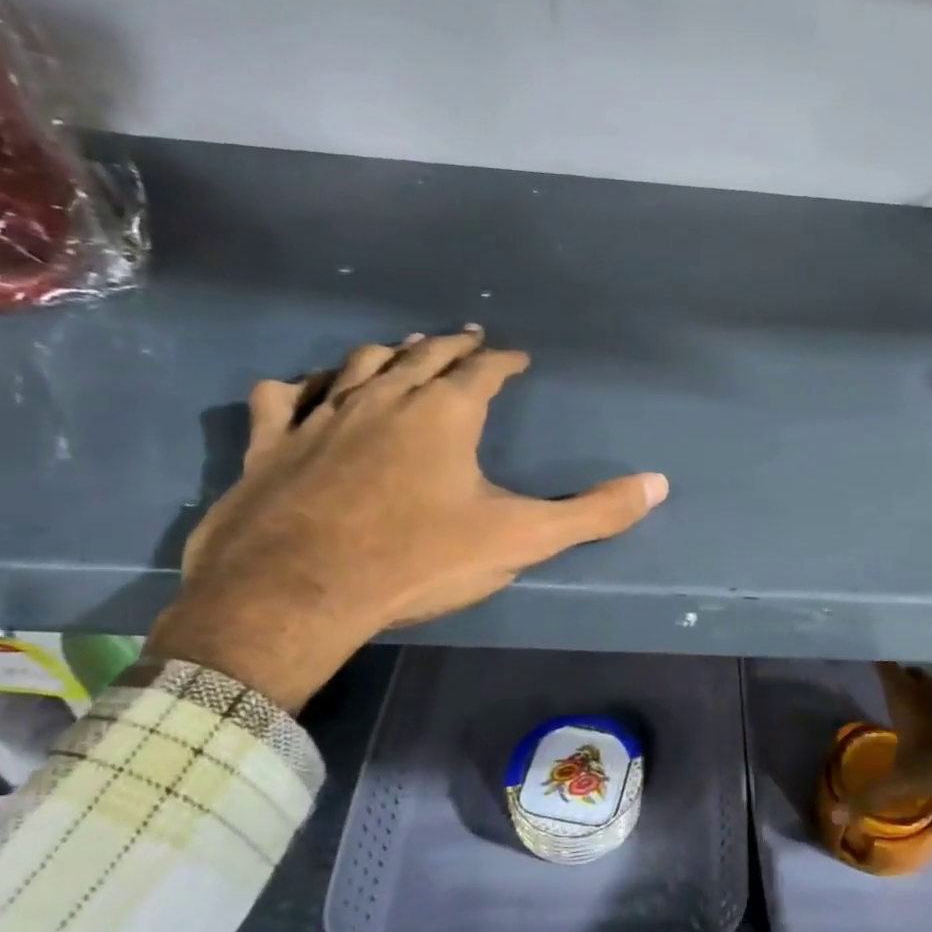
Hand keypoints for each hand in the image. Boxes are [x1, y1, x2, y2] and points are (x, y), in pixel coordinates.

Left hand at [148, 329, 667, 710]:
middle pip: (423, 355)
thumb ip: (592, 513)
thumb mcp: (521, 539)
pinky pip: (284, 397)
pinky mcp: (272, 444)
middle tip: (467, 337)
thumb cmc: (419, 560)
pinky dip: (300, 387)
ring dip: (387, 353)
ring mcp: (322, 416)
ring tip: (402, 349)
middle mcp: (384, 398)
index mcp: (445, 413)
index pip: (483, 370)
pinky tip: (303, 389)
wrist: (298, 593)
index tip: (517, 357)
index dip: (504, 361)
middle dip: (450, 344)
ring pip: (358, 365)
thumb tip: (658, 484)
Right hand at [836, 663, 931, 817]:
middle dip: (901, 678)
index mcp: (906, 698)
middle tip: (890, 690)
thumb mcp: (901, 783)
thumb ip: (869, 797)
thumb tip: (835, 816)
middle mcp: (930, 689)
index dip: (877, 662)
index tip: (868, 657)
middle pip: (911, 673)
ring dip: (927, 691)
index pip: (886, 669)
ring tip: (918, 706)